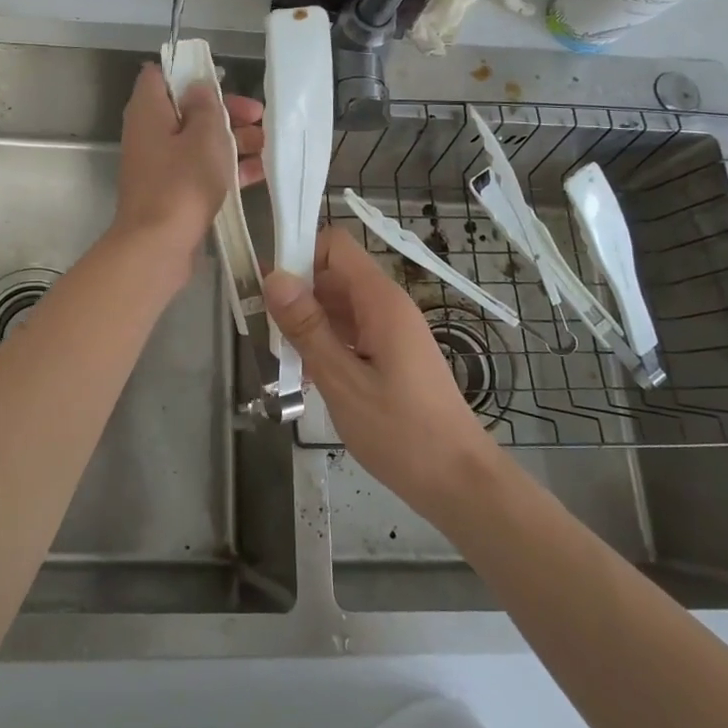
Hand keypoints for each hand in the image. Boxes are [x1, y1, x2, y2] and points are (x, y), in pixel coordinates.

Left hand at [111, 63, 263, 286]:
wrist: (157, 246)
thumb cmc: (182, 183)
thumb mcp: (205, 137)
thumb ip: (206, 107)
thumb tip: (198, 88)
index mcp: (149, 111)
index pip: (160, 75)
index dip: (190, 72)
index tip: (222, 79)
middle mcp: (149, 134)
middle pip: (187, 110)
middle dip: (225, 112)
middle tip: (259, 117)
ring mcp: (159, 165)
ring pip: (198, 142)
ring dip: (232, 141)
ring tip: (267, 146)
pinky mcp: (171, 192)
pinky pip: (200, 170)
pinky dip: (226, 168)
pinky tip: (260, 172)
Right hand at [263, 227, 499, 524]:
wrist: (459, 481)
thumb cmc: (401, 431)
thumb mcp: (342, 380)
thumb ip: (307, 327)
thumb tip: (273, 277)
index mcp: (380, 301)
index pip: (335, 245)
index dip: (299, 255)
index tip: (269, 289)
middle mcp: (388, 305)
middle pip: (334, 275)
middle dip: (297, 295)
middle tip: (268, 332)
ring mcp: (392, 330)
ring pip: (339, 306)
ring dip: (309, 324)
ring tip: (286, 360)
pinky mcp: (393, 354)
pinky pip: (352, 332)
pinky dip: (327, 344)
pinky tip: (310, 379)